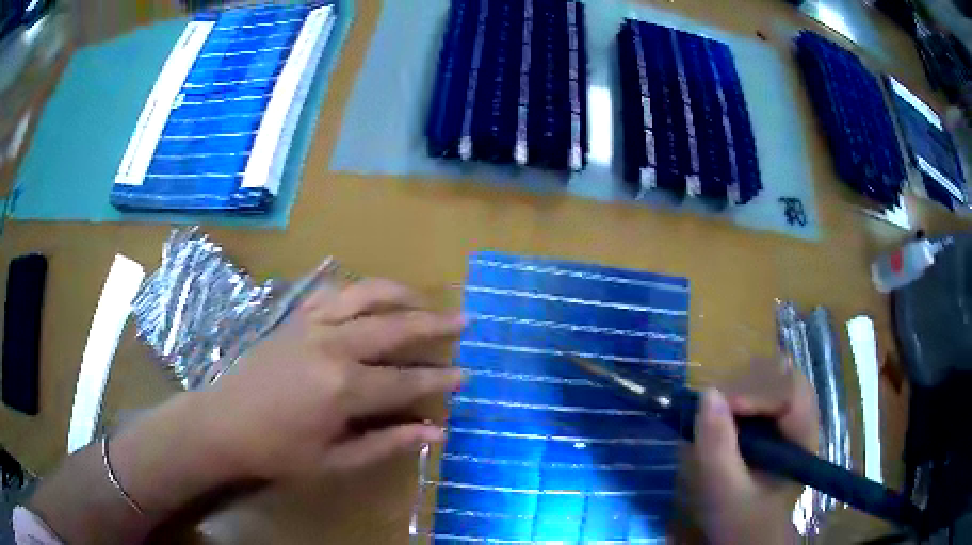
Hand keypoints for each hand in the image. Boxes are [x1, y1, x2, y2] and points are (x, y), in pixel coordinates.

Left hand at [188, 277, 465, 481]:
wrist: (224, 423)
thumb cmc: (279, 451)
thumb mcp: (335, 460)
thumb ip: (386, 443)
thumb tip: (434, 433)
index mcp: (343, 387)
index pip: (406, 380)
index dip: (438, 379)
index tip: (465, 375)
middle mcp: (333, 345)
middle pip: (394, 327)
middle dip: (433, 323)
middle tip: (463, 319)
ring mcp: (312, 324)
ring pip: (366, 295)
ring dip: (400, 294)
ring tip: (424, 298)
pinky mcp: (295, 317)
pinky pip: (333, 292)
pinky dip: (358, 290)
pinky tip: (370, 297)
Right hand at [691, 369, 818, 544]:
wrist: (747, 536)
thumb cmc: (740, 521)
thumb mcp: (725, 493)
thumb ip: (718, 449)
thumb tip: (706, 394)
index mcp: (803, 439)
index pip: (791, 392)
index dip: (758, 391)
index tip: (722, 406)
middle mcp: (802, 419)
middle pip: (782, 375)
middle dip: (746, 385)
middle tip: (713, 408)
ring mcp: (788, 416)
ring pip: (770, 376)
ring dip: (739, 386)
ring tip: (714, 413)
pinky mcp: (773, 419)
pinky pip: (758, 389)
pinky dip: (736, 394)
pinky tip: (721, 415)